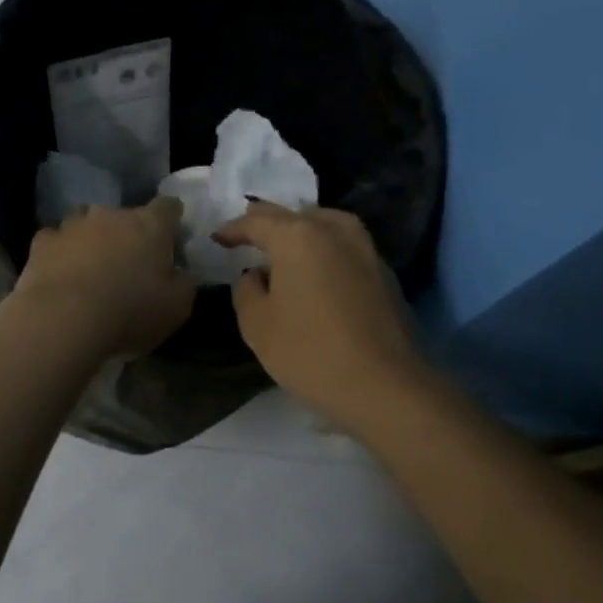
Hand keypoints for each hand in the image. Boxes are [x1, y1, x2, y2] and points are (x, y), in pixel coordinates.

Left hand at [9, 198, 195, 359]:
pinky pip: (56, 241)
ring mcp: (73, 225)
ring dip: (93, 240)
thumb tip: (182, 273)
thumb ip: (184, 284)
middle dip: (129, 235)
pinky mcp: (42, 242)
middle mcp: (111, 215)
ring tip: (92, 269)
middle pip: (125, 216)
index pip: (168, 207)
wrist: (63, 320)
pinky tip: (61, 274)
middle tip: (130, 265)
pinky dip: (61, 253)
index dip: (172, 220)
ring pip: (87, 223)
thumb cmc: (129, 312)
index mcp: (150, 225)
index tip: (173, 238)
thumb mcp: (176, 308)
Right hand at [214, 202, 425, 427]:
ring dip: (300, 231)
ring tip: (283, 248)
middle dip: (266, 224)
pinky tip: (316, 271)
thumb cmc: (310, 353)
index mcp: (297, 237)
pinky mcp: (384, 273)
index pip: (257, 221)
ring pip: (324, 225)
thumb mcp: (257, 325)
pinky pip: (344, 247)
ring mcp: (365, 249)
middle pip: (293, 216)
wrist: (385, 386)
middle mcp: (334, 230)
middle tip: (246, 235)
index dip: (233, 229)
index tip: (218, 238)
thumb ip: (247, 290)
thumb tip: (256, 275)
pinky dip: (324, 250)